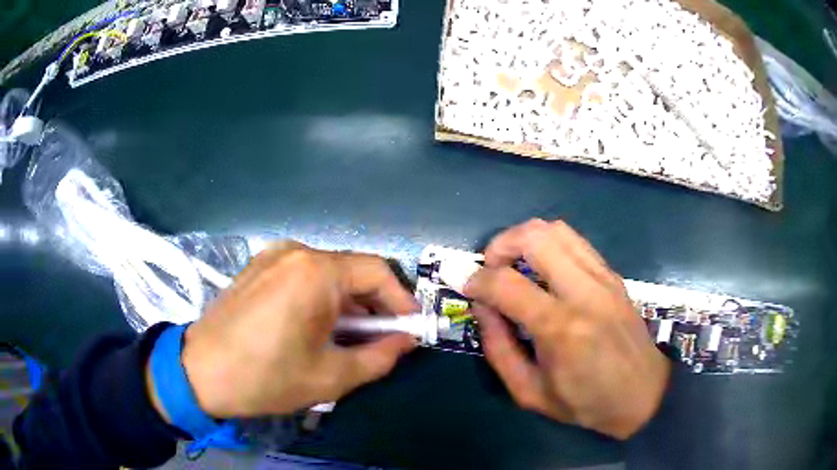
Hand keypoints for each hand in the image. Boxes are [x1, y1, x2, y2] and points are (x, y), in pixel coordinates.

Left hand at [153, 242, 418, 418]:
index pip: (378, 272)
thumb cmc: (267, 377)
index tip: (410, 328)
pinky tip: (316, 327)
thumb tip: (407, 341)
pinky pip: (303, 276)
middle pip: (351, 271)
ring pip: (328, 274)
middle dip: (373, 305)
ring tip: (349, 338)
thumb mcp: (332, 376)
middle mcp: (296, 252)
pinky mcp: (258, 267)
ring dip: (347, 304)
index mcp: (316, 272)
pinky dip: (321, 298)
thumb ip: (380, 357)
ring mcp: (272, 256)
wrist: (200, 372)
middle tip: (381, 339)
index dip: (400, 300)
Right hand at [464, 219, 670, 438]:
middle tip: (490, 268)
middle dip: (500, 244)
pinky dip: (550, 244)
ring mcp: (603, 278)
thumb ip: (499, 349)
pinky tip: (544, 269)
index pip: (506, 283)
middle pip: (535, 236)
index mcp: (561, 328)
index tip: (465, 285)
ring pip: (557, 229)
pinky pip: (576, 242)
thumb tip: (482, 308)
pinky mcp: (613, 275)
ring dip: (525, 238)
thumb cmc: (586, 402)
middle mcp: (584, 292)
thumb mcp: (530, 392)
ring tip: (514, 263)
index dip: (476, 279)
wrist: (644, 394)